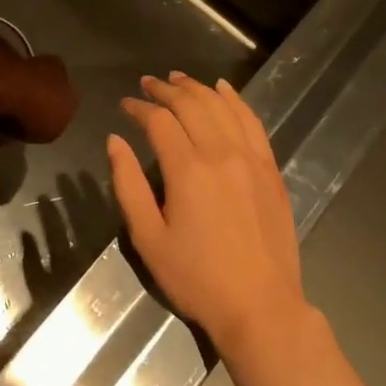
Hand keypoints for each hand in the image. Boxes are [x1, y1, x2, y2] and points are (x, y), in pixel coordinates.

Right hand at [108, 73, 305, 359]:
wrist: (260, 306)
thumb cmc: (197, 278)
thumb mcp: (148, 238)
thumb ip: (128, 184)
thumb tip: (115, 141)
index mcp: (187, 169)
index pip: (159, 121)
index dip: (139, 108)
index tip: (125, 104)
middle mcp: (221, 153)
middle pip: (191, 105)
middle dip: (165, 89)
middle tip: (148, 83)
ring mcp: (251, 158)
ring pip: (221, 106)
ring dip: (197, 88)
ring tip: (178, 79)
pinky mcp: (270, 169)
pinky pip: (252, 122)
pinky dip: (235, 100)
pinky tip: (223, 89)